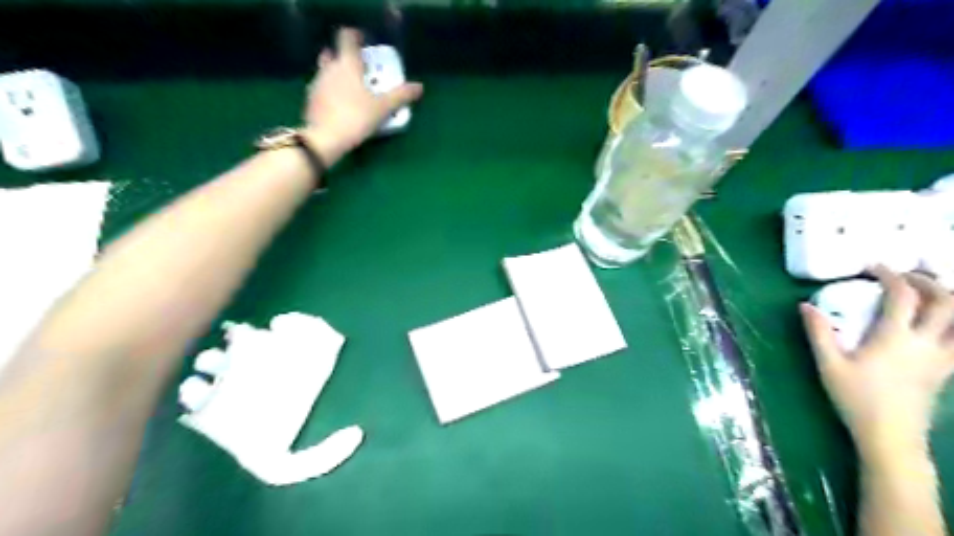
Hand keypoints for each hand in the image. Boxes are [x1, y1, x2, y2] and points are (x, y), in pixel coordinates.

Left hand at [300, 28, 421, 165]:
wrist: (325, 138)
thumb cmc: (356, 117)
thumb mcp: (383, 108)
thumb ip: (400, 96)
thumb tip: (419, 87)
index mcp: (347, 64)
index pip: (347, 38)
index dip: (355, 37)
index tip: (363, 43)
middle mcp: (329, 69)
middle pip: (333, 54)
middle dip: (344, 58)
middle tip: (359, 70)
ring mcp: (317, 84)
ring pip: (326, 72)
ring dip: (337, 76)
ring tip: (351, 91)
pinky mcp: (310, 101)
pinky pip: (322, 90)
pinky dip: (330, 92)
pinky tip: (340, 106)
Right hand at [804, 265, 953, 461]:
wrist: (891, 436)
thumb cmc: (856, 399)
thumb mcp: (828, 364)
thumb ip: (818, 332)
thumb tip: (805, 305)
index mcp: (894, 338)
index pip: (902, 296)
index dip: (890, 275)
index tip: (874, 267)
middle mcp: (926, 344)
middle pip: (947, 303)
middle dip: (929, 283)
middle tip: (906, 277)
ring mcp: (943, 358)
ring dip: (949, 301)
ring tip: (927, 295)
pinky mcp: (947, 371)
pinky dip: (953, 324)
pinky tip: (936, 325)